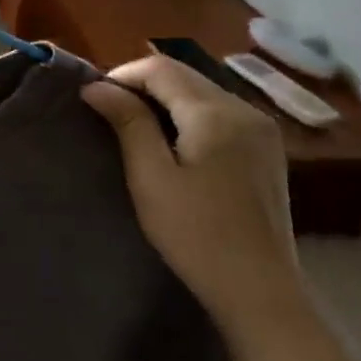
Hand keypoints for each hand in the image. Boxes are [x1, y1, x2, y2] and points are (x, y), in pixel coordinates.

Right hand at [81, 55, 309, 346]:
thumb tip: (96, 86)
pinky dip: (187, 113)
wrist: (258, 292)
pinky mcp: (266, 149)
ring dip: (164, 98)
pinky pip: (218, 111)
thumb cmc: (195, 233)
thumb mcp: (150, 176)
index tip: (95, 100)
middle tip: (109, 112)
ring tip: (134, 126)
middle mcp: (245, 110)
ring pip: (201, 91)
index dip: (121, 76)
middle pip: (183, 74)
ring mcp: (261, 130)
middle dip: (141, 84)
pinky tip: (172, 141)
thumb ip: (127, 122)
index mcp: (216, 113)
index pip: (160, 68)